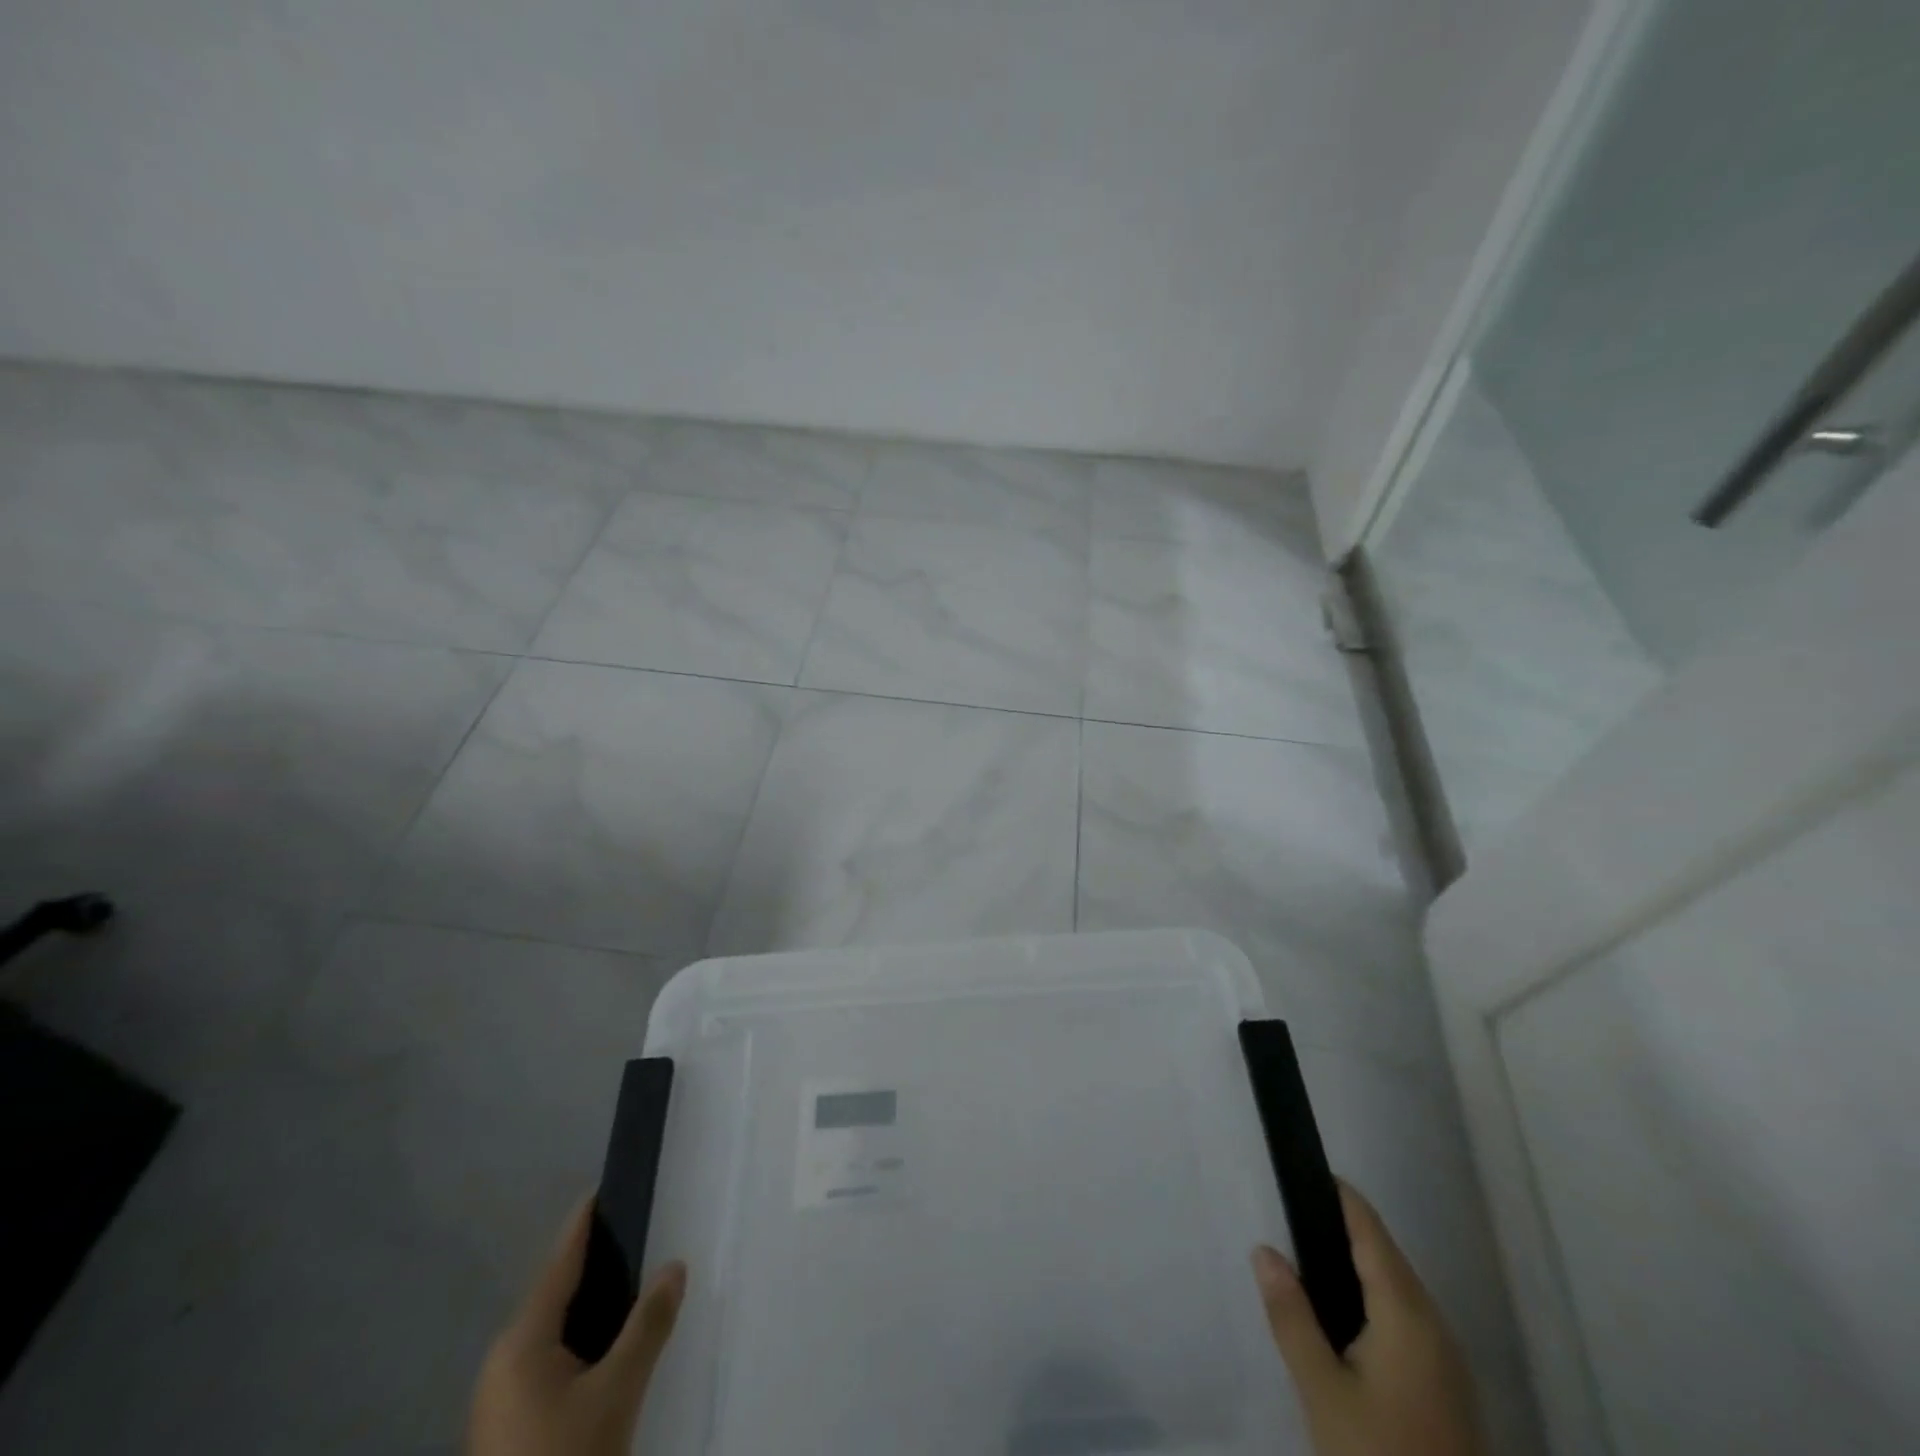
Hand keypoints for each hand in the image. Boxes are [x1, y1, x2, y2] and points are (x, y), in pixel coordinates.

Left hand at [468, 1198, 686, 1455]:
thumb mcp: (618, 1392)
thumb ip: (649, 1323)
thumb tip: (675, 1264)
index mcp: (521, 1341)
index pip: (559, 1262)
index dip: (583, 1223)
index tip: (604, 1186)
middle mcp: (502, 1361)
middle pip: (554, 1294)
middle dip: (594, 1263)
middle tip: (637, 1232)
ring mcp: (499, 1398)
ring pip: (552, 1331)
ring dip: (589, 1305)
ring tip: (632, 1280)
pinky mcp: (507, 1427)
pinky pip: (547, 1360)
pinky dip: (579, 1339)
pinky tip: (608, 1344)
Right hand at [1252, 1182, 1483, 1455]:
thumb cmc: (1378, 1452)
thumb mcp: (1321, 1388)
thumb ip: (1291, 1315)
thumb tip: (1264, 1249)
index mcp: (1407, 1312)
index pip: (1369, 1228)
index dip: (1337, 1194)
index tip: (1299, 1169)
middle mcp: (1434, 1324)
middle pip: (1385, 1254)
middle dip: (1339, 1228)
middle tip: (1287, 1215)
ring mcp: (1447, 1359)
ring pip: (1396, 1288)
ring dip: (1355, 1265)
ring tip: (1303, 1260)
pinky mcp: (1446, 1388)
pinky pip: (1405, 1318)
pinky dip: (1371, 1299)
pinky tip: (1340, 1318)